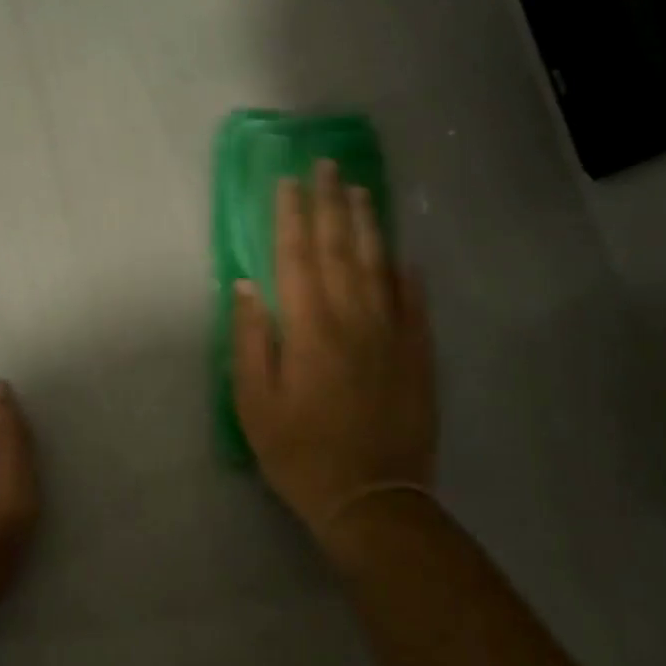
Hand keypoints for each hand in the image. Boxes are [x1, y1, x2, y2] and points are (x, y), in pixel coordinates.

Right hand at [231, 160, 437, 541]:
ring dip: (368, 225)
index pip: (296, 257)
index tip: (288, 182)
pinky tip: (405, 255)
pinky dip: (408, 275)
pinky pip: (414, 304)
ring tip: (361, 191)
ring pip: (379, 266)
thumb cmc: (301, 454)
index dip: (291, 216)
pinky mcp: (418, 356)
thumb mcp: (255, 404)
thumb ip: (250, 340)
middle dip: (331, 204)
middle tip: (327, 165)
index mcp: (309, 329)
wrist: (373, 500)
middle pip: (340, 249)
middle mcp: (353, 319)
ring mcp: (392, 335)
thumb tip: (246, 286)